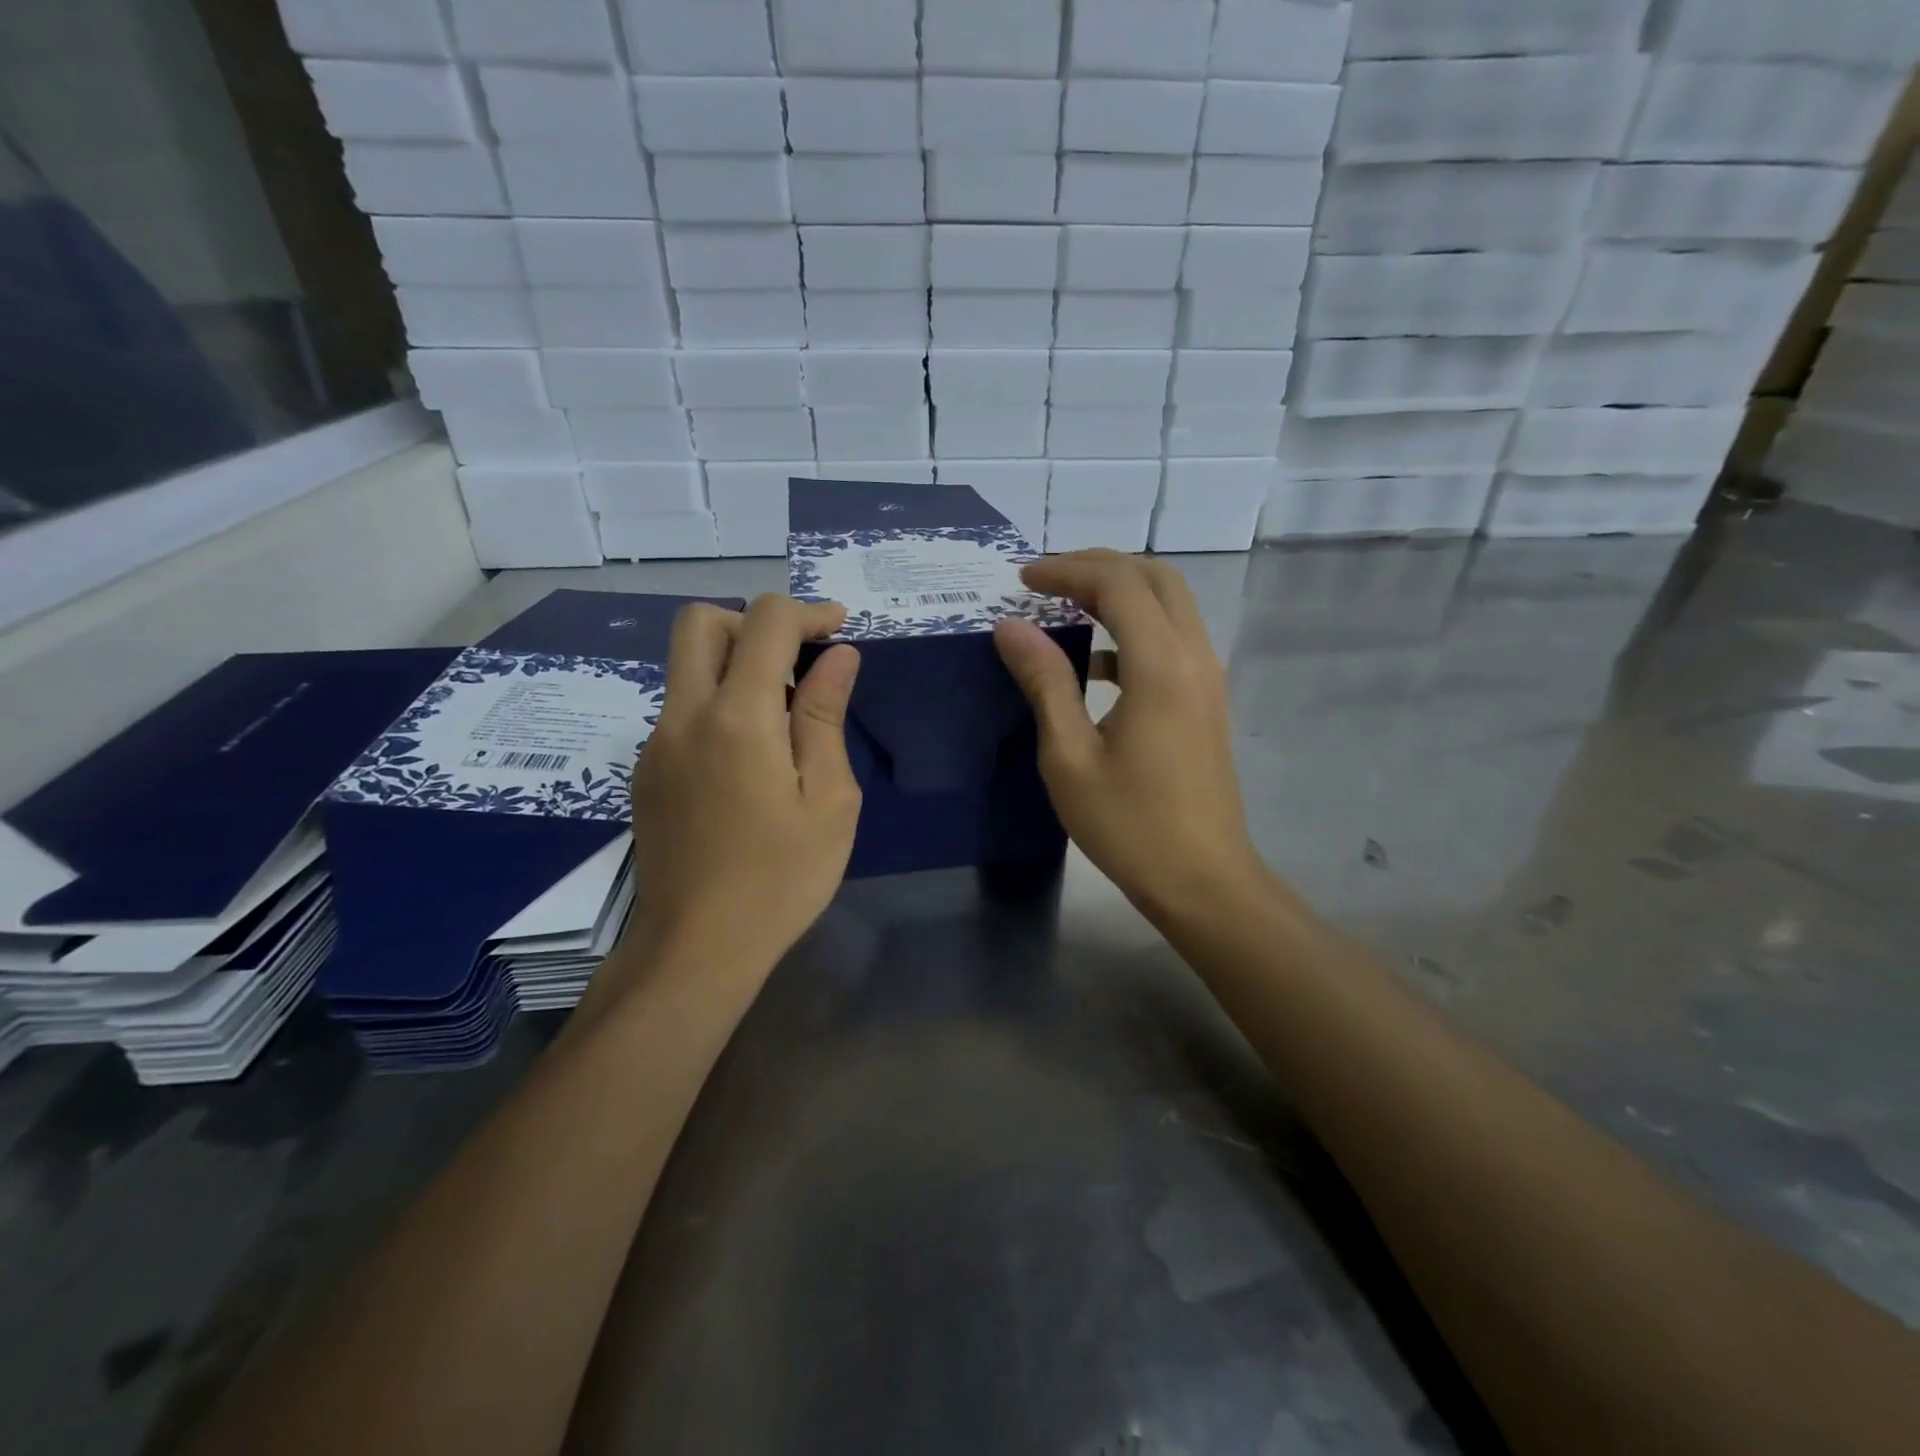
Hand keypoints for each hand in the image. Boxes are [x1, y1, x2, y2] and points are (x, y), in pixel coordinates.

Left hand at [626, 595, 861, 976]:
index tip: (839, 630)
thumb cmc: (781, 878)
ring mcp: (656, 744)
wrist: (697, 948)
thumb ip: (826, 717)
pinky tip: (750, 759)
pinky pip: (682, 710)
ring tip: (784, 717)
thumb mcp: (829, 799)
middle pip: (701, 623)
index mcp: (737, 718)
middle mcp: (684, 716)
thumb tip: (838, 657)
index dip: (807, 612)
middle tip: (798, 661)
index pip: (764, 622)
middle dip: (754, 623)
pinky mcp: (646, 772)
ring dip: (736, 664)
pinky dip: (718, 703)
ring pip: (686, 667)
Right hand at [994, 551, 1267, 921]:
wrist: (1203, 880)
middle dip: (1099, 567)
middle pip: (1155, 578)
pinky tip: (1094, 665)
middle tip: (1047, 580)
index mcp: (1160, 666)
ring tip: (1065, 607)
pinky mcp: (1207, 700)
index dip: (1067, 570)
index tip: (1021, 580)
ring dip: (1120, 593)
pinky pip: (1172, 640)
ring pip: (1170, 605)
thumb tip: (1012, 627)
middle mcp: (1194, 657)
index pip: (1117, 584)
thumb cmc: (1129, 825)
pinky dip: (1133, 630)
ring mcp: (1207, 678)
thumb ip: (1044, 683)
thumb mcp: (1069, 756)